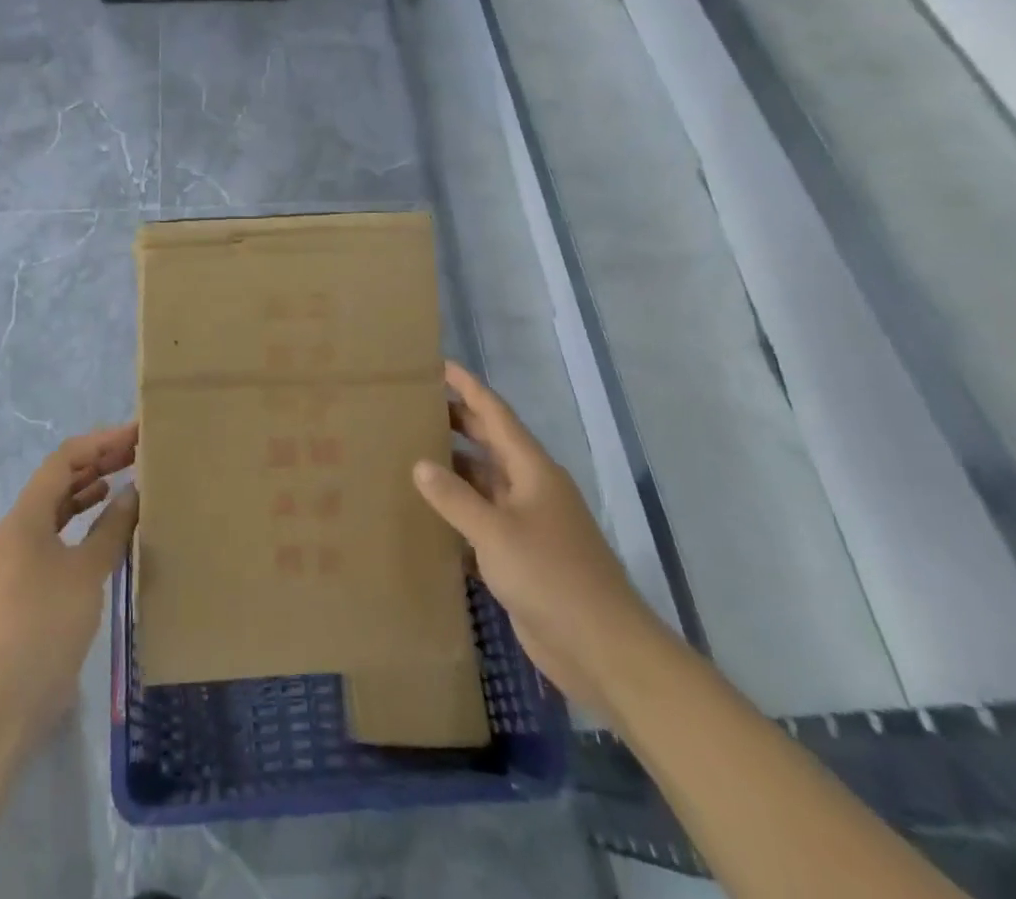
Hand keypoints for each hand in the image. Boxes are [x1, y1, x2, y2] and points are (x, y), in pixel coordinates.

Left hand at [0, 424, 139, 742]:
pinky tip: (110, 525)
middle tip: (138, 451)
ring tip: (127, 478)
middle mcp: (22, 528)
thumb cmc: (44, 623)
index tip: (136, 434)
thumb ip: (111, 529)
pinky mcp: (33, 584)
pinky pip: (62, 535)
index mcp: (27, 516)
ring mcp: (24, 557)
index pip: (65, 460)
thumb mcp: (85, 571)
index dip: (101, 442)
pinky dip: (86, 522)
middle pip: (61, 479)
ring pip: (60, 507)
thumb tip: (133, 493)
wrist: (4, 699)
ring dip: (91, 489)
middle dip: (98, 461)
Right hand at [412, 363, 660, 711]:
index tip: (441, 366)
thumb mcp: (495, 532)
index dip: (470, 389)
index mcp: (533, 471)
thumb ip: (455, 497)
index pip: (497, 416)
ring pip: (486, 482)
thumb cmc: (551, 576)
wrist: (602, 648)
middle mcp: (532, 489)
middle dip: (459, 423)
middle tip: (417, 406)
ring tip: (413, 452)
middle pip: (492, 444)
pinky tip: (430, 511)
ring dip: (456, 467)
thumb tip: (420, 464)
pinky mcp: (522, 556)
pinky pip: (484, 519)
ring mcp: (529, 524)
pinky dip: (459, 509)